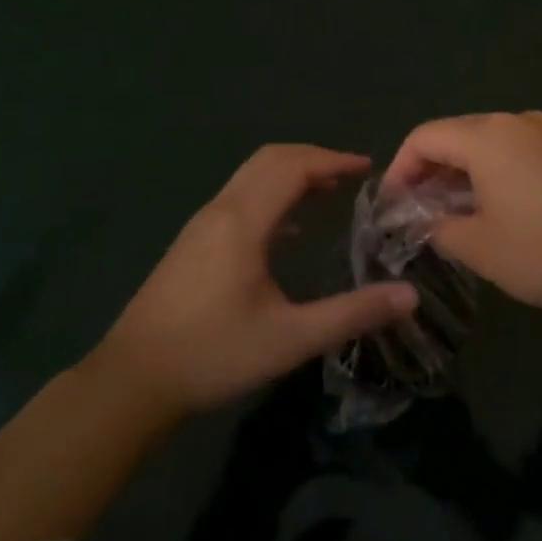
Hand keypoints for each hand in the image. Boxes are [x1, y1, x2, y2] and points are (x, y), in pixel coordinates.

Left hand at [98, 145, 417, 417]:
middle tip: (352, 176)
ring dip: (291, 175)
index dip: (333, 160)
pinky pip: (239, 199)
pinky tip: (289, 231)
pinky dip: (271, 195)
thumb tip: (409, 296)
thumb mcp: (291, 338)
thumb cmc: (213, 354)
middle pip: (270, 160)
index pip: (292, 167)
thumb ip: (352, 313)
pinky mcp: (192, 245)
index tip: (368, 168)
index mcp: (242, 222)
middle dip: (314, 159)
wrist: (132, 381)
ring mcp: (201, 227)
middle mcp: (220, 212)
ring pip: (250, 177)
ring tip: (329, 193)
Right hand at [383, 111, 541, 322]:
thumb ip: (439, 228)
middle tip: (418, 214)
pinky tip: (500, 210)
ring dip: (464, 174)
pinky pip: (519, 152)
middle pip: (457, 136)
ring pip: (489, 144)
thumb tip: (425, 220)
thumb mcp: (482, 248)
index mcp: (487, 137)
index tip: (391, 207)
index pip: (424, 138)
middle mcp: (518, 121)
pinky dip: (496, 174)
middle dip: (430, 172)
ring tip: (455, 215)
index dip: (399, 170)